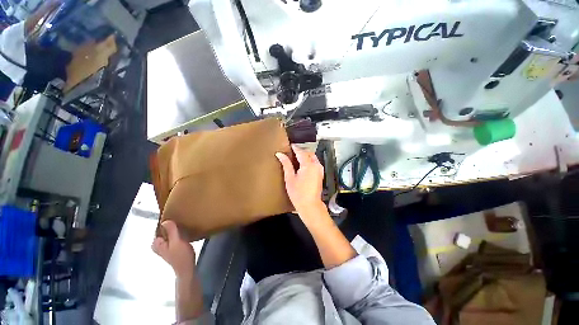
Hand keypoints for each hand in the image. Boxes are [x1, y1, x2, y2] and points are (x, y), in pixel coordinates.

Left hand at [152, 220, 195, 277]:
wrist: (187, 269)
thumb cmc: (181, 256)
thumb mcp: (177, 242)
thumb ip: (171, 231)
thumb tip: (165, 220)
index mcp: (156, 243)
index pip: (159, 227)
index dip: (167, 221)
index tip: (176, 216)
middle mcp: (159, 244)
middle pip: (164, 230)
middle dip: (172, 225)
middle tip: (182, 219)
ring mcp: (166, 246)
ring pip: (170, 232)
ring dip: (176, 228)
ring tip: (185, 223)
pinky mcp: (173, 247)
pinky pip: (174, 235)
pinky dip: (179, 232)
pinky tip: (186, 230)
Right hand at [276, 144, 324, 216]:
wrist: (310, 205)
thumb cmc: (298, 193)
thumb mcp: (290, 178)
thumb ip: (286, 164)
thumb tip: (280, 154)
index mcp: (308, 165)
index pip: (301, 152)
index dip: (295, 148)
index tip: (289, 145)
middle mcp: (316, 165)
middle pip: (309, 153)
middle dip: (301, 151)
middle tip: (292, 152)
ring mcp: (320, 169)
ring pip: (313, 157)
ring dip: (306, 156)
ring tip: (296, 158)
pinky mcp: (321, 174)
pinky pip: (315, 163)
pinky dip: (309, 161)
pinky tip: (302, 165)